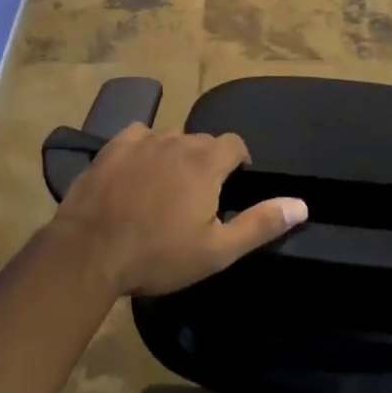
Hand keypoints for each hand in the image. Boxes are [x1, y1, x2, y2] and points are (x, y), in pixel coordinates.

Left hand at [51, 124, 307, 296]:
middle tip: (199, 197)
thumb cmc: (158, 255)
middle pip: (202, 141)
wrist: (90, 251)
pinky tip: (136, 173)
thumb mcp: (217, 250)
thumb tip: (301, 204)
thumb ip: (261, 223)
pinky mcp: (112, 147)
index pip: (234, 144)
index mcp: (206, 162)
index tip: (234, 184)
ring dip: (175, 156)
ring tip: (166, 189)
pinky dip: (144, 150)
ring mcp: (142, 140)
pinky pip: (138, 137)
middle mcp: (177, 140)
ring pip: (170, 139)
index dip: (238, 161)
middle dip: (207, 162)